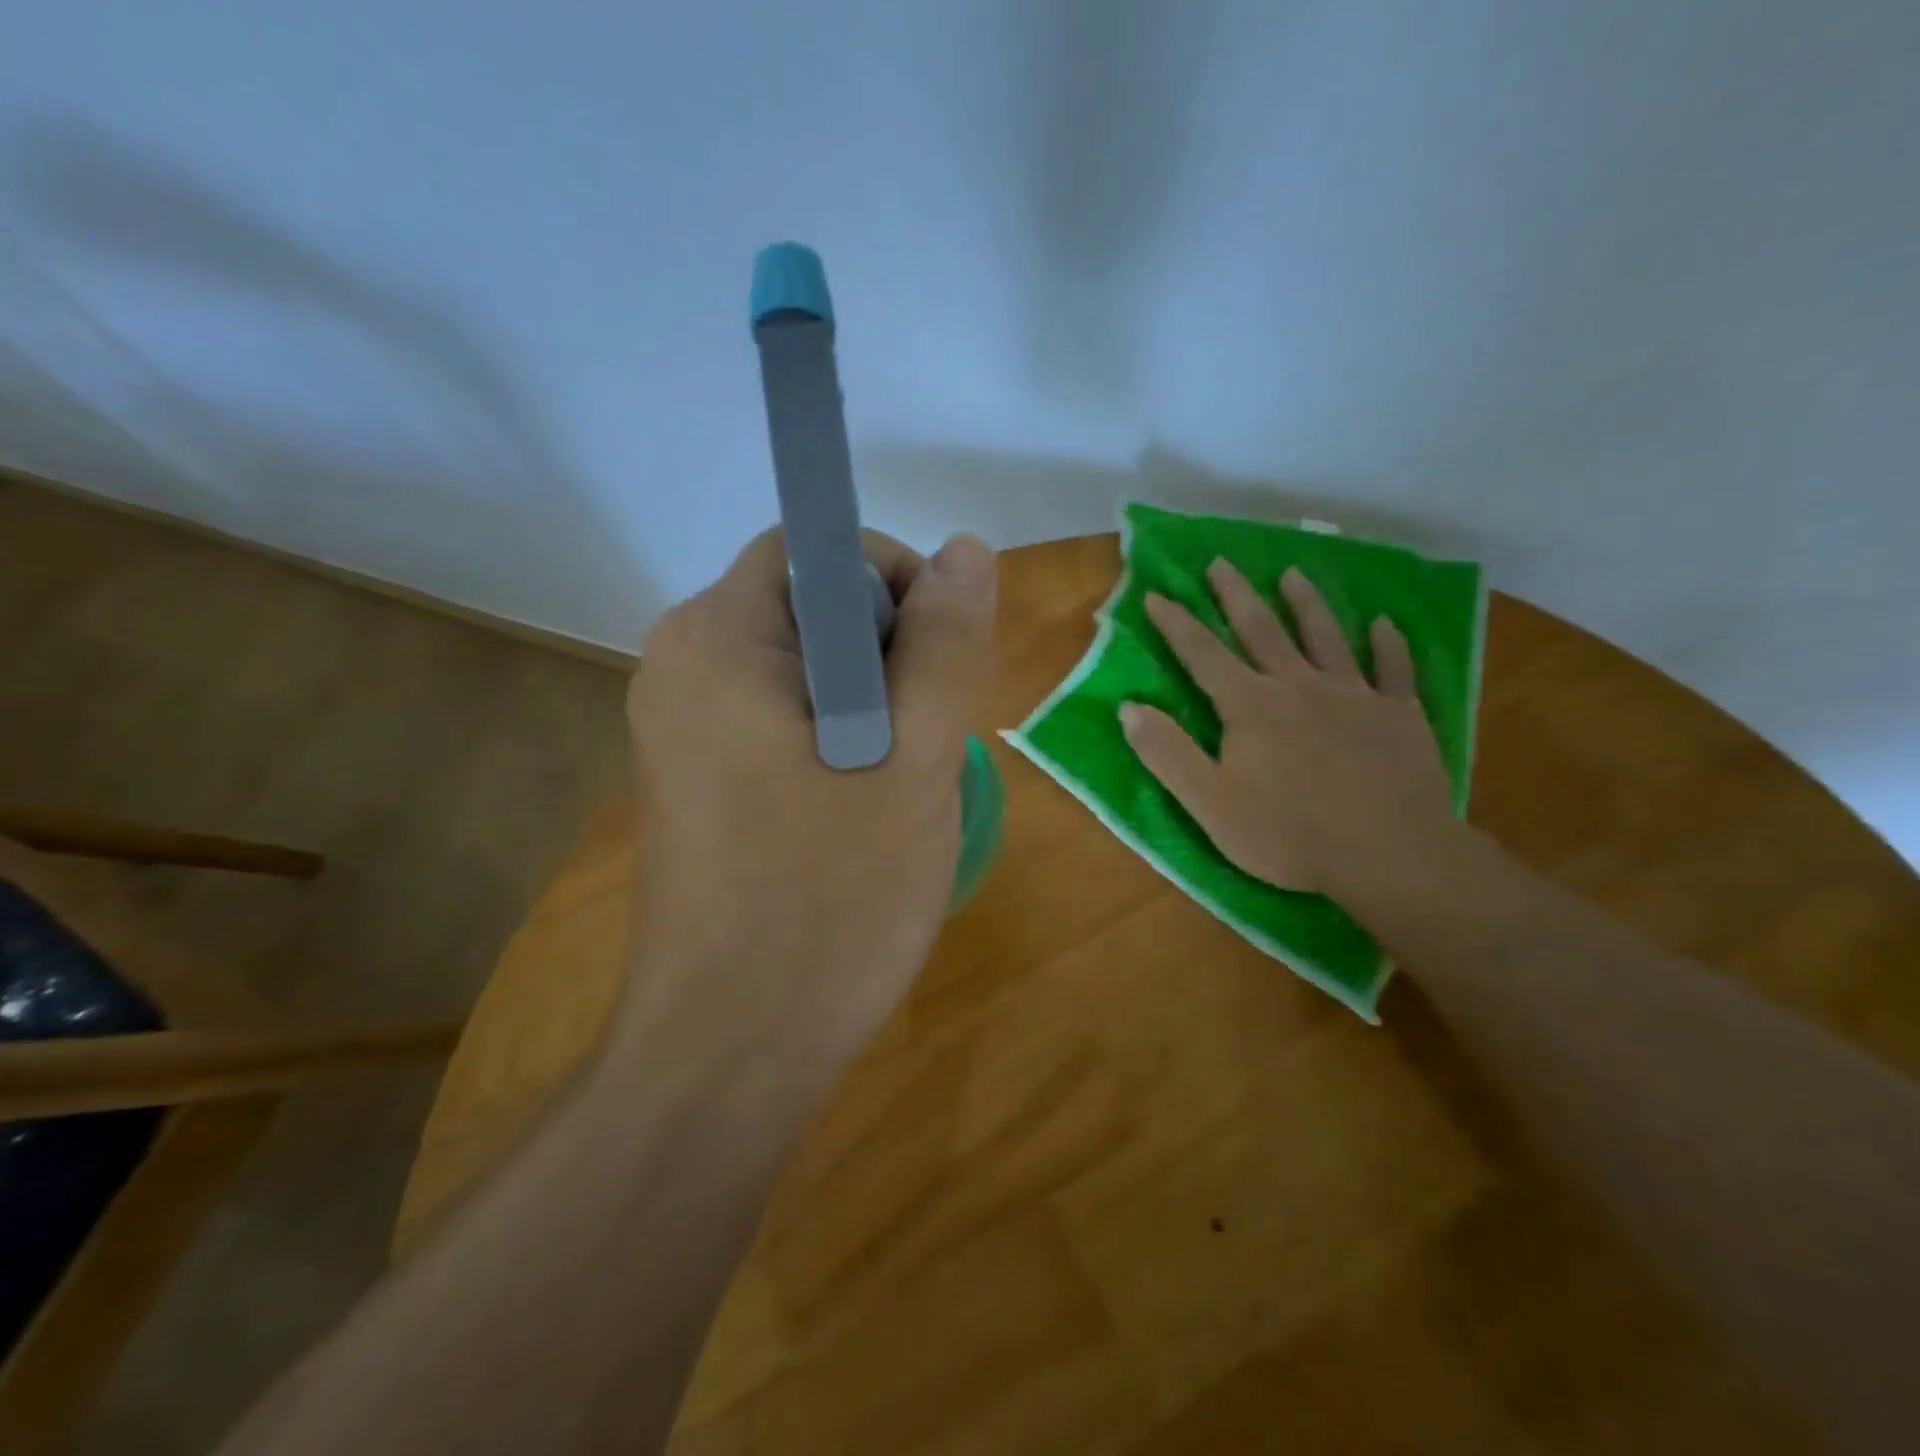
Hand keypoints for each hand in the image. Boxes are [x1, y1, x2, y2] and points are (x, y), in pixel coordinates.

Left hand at [621, 527, 996, 1067]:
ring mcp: (674, 730)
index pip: (814, 549)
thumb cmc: (831, 901)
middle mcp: (677, 667)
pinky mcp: (688, 782)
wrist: (729, 1052)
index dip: (894, 584)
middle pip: (803, 607)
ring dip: (865, 702)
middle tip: (924, 739)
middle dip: (885, 650)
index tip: (937, 665)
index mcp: (718, 639)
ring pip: (796, 669)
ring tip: (896, 784)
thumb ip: (944, 644)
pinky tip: (853, 812)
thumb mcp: (916, 760)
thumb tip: (966, 548)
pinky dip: (828, 739)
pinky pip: (771, 721)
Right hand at [1121, 559, 1455, 905]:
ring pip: (1326, 636)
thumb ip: (1167, 752)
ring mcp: (1354, 695)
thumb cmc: (1288, 834)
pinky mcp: (1400, 715)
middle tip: (1222, 562)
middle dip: (1236, 595)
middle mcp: (1299, 685)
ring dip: (1307, 603)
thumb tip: (1129, 707)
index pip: (1203, 654)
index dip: (1176, 624)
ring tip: (1294, 573)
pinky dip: (1388, 645)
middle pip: (1262, 629)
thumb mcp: (1209, 802)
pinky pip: (1394, 670)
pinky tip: (1384, 625)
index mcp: (1250, 705)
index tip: (1157, 595)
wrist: (1388, 855)